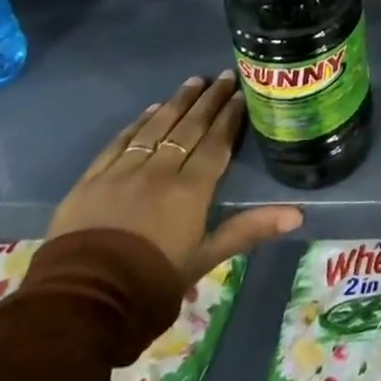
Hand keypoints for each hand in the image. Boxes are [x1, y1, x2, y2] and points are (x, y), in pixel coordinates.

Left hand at [48, 73, 301, 283]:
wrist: (82, 303)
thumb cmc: (151, 284)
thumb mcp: (205, 259)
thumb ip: (249, 230)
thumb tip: (298, 215)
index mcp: (190, 189)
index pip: (216, 143)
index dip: (229, 117)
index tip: (241, 94)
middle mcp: (159, 171)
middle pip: (188, 128)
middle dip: (208, 101)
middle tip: (223, 77)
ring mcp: (122, 172)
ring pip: (155, 127)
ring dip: (176, 103)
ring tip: (193, 82)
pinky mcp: (91, 180)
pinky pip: (119, 143)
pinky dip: (136, 124)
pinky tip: (149, 111)